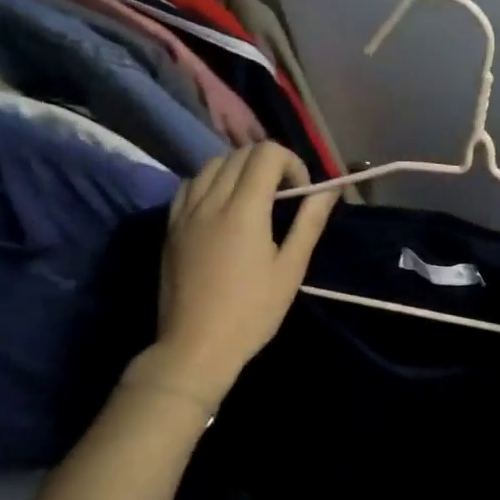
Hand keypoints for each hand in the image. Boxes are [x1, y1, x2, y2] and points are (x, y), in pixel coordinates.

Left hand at [133, 143, 337, 408]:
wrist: (196, 346)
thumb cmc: (252, 312)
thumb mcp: (290, 269)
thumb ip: (309, 223)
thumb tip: (328, 190)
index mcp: (244, 209)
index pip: (267, 154)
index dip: (292, 163)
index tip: (301, 193)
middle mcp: (211, 200)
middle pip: (240, 153)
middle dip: (269, 164)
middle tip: (284, 195)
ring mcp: (185, 211)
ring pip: (212, 163)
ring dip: (239, 169)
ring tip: (254, 199)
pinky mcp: (170, 226)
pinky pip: (191, 184)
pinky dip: (212, 181)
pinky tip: (223, 207)